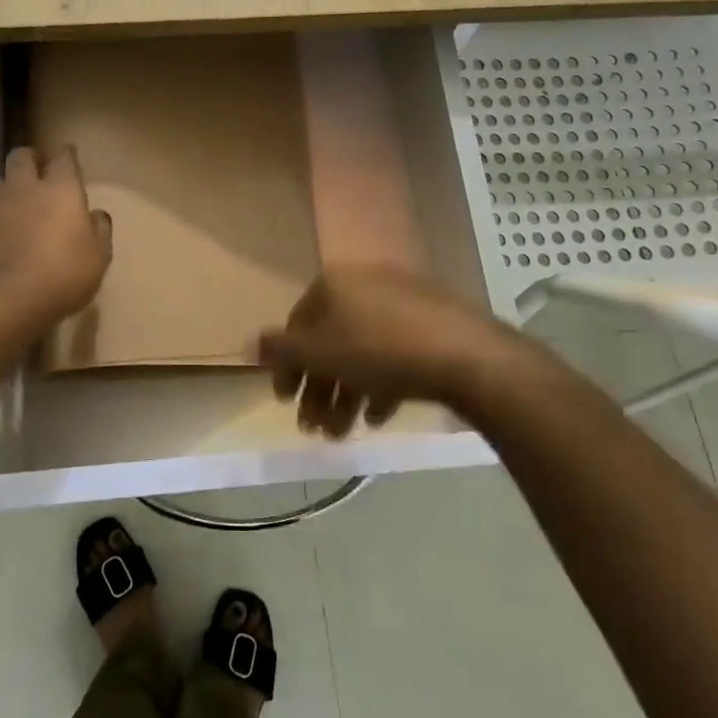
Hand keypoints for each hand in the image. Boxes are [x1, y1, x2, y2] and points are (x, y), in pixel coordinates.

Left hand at [0, 146, 112, 324]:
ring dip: (13, 184)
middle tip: (42, 169)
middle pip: (22, 156)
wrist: (5, 299)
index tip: (70, 156)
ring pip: (3, 180)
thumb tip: (96, 215)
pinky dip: (2, 214)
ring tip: (24, 199)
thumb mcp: (98, 257)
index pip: (62, 156)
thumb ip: (99, 231)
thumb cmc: (63, 273)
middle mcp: (27, 189)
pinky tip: (11, 230)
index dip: (66, 154)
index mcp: (61, 189)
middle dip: (32, 157)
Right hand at [257, 266, 575, 436]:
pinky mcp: (433, 324)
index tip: (285, 401)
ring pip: (362, 352)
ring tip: (342, 432)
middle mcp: (365, 285)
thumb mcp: (321, 353)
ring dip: (345, 394)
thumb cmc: (382, 351)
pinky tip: (378, 417)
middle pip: (330, 342)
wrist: (468, 356)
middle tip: (314, 429)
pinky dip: (379, 385)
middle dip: (319, 389)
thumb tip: (248, 343)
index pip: (297, 325)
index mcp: (335, 284)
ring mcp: (403, 303)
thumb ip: (281, 350)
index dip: (287, 366)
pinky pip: (394, 355)